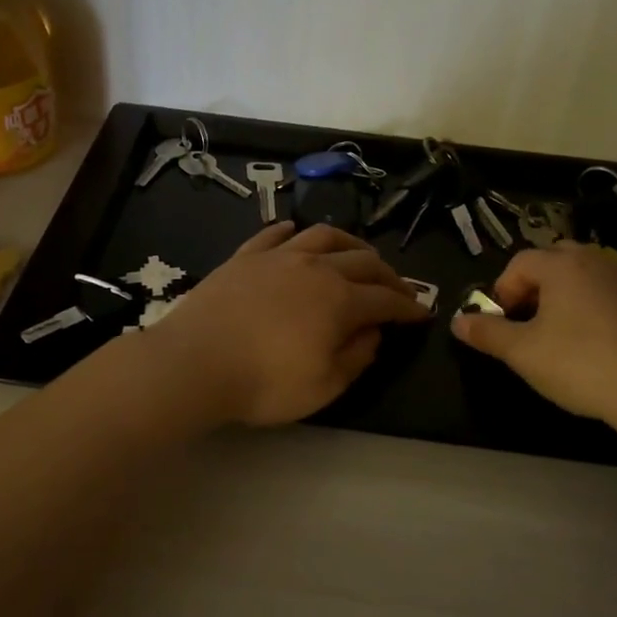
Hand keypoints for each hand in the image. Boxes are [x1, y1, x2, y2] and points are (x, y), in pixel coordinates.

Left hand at [148, 223, 428, 425]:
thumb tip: (373, 332)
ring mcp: (277, 257)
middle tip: (398, 288)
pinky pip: (274, 234)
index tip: (421, 314)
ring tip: (358, 254)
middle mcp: (315, 268)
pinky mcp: (244, 257)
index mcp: (339, 300)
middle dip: (388, 274)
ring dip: (349, 244)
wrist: (194, 363)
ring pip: (323, 236)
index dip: (408, 306)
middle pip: (363, 261)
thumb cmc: (263, 383)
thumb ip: (356, 357)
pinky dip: (292, 231)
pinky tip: (296, 232)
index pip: (386, 298)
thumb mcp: (323, 386)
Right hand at [451, 241, 616, 433]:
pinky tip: (599, 346)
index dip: (503, 290)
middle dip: (535, 286)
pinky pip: (612, 294)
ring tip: (562, 334)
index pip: (520, 263)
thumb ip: (487, 333)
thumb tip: (457, 321)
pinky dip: (597, 309)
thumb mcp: (522, 353)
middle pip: (555, 261)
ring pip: (586, 276)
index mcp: (563, 266)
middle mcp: (597, 262)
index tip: (502, 322)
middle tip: (529, 322)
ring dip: (567, 296)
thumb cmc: (581, 365)